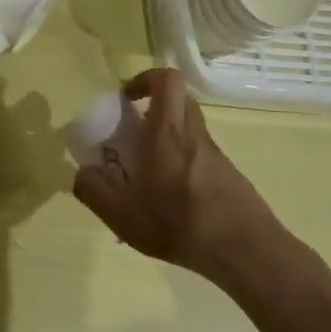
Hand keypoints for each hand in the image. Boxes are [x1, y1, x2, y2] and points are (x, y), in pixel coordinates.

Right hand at [72, 68, 287, 284]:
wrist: (246, 252)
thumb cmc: (180, 224)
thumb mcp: (122, 214)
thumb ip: (94, 190)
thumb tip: (84, 171)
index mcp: (168, 133)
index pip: (167, 80)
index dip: (145, 79)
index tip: (126, 99)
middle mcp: (194, 135)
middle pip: (178, 102)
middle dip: (154, 109)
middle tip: (133, 135)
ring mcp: (215, 155)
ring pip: (188, 130)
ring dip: (166, 140)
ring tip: (146, 178)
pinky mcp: (228, 175)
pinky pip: (198, 156)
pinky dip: (181, 166)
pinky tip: (169, 203)